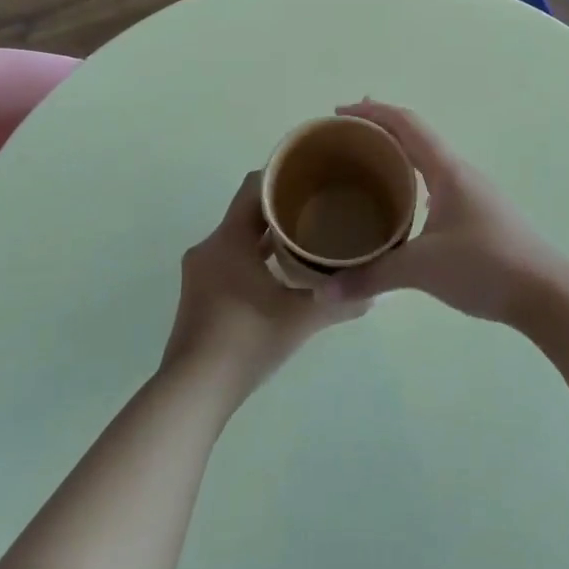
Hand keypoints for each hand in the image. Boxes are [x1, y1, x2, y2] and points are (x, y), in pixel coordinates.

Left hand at [163, 170, 368, 401]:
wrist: (193, 392)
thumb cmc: (245, 342)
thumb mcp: (299, 320)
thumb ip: (337, 302)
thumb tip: (376, 294)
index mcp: (228, 240)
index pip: (254, 187)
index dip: (284, 176)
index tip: (315, 176)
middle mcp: (209, 247)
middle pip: (248, 212)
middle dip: (283, 209)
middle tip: (322, 209)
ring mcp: (200, 272)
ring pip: (239, 239)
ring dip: (269, 237)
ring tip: (308, 240)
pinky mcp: (199, 294)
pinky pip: (231, 260)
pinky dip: (255, 259)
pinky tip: (282, 277)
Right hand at [327, 100, 568, 326]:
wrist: (546, 293)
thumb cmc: (484, 266)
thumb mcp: (421, 269)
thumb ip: (371, 276)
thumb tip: (325, 290)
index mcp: (447, 170)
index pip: (406, 124)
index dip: (372, 112)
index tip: (339, 114)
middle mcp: (460, 174)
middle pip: (415, 138)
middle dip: (380, 131)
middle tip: (345, 138)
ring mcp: (472, 194)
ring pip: (427, 163)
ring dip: (397, 157)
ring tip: (366, 168)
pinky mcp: (478, 216)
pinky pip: (435, 185)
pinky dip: (411, 183)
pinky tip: (400, 207)